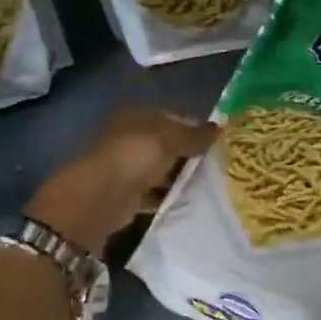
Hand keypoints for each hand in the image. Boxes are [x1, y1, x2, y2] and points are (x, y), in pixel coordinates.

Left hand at [27, 107, 214, 255]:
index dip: (195, 128)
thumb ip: (194, 135)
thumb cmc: (134, 157)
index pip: (172, 118)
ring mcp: (127, 167)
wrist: (101, 198)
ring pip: (161, 170)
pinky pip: (155, 193)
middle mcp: (130, 139)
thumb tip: (219, 129)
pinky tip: (189, 202)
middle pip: (167, 145)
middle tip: (218, 166)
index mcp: (136, 117)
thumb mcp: (169, 140)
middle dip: (190, 155)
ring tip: (209, 186)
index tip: (218, 143)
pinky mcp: (128, 194)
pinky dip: (168, 197)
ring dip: (180, 177)